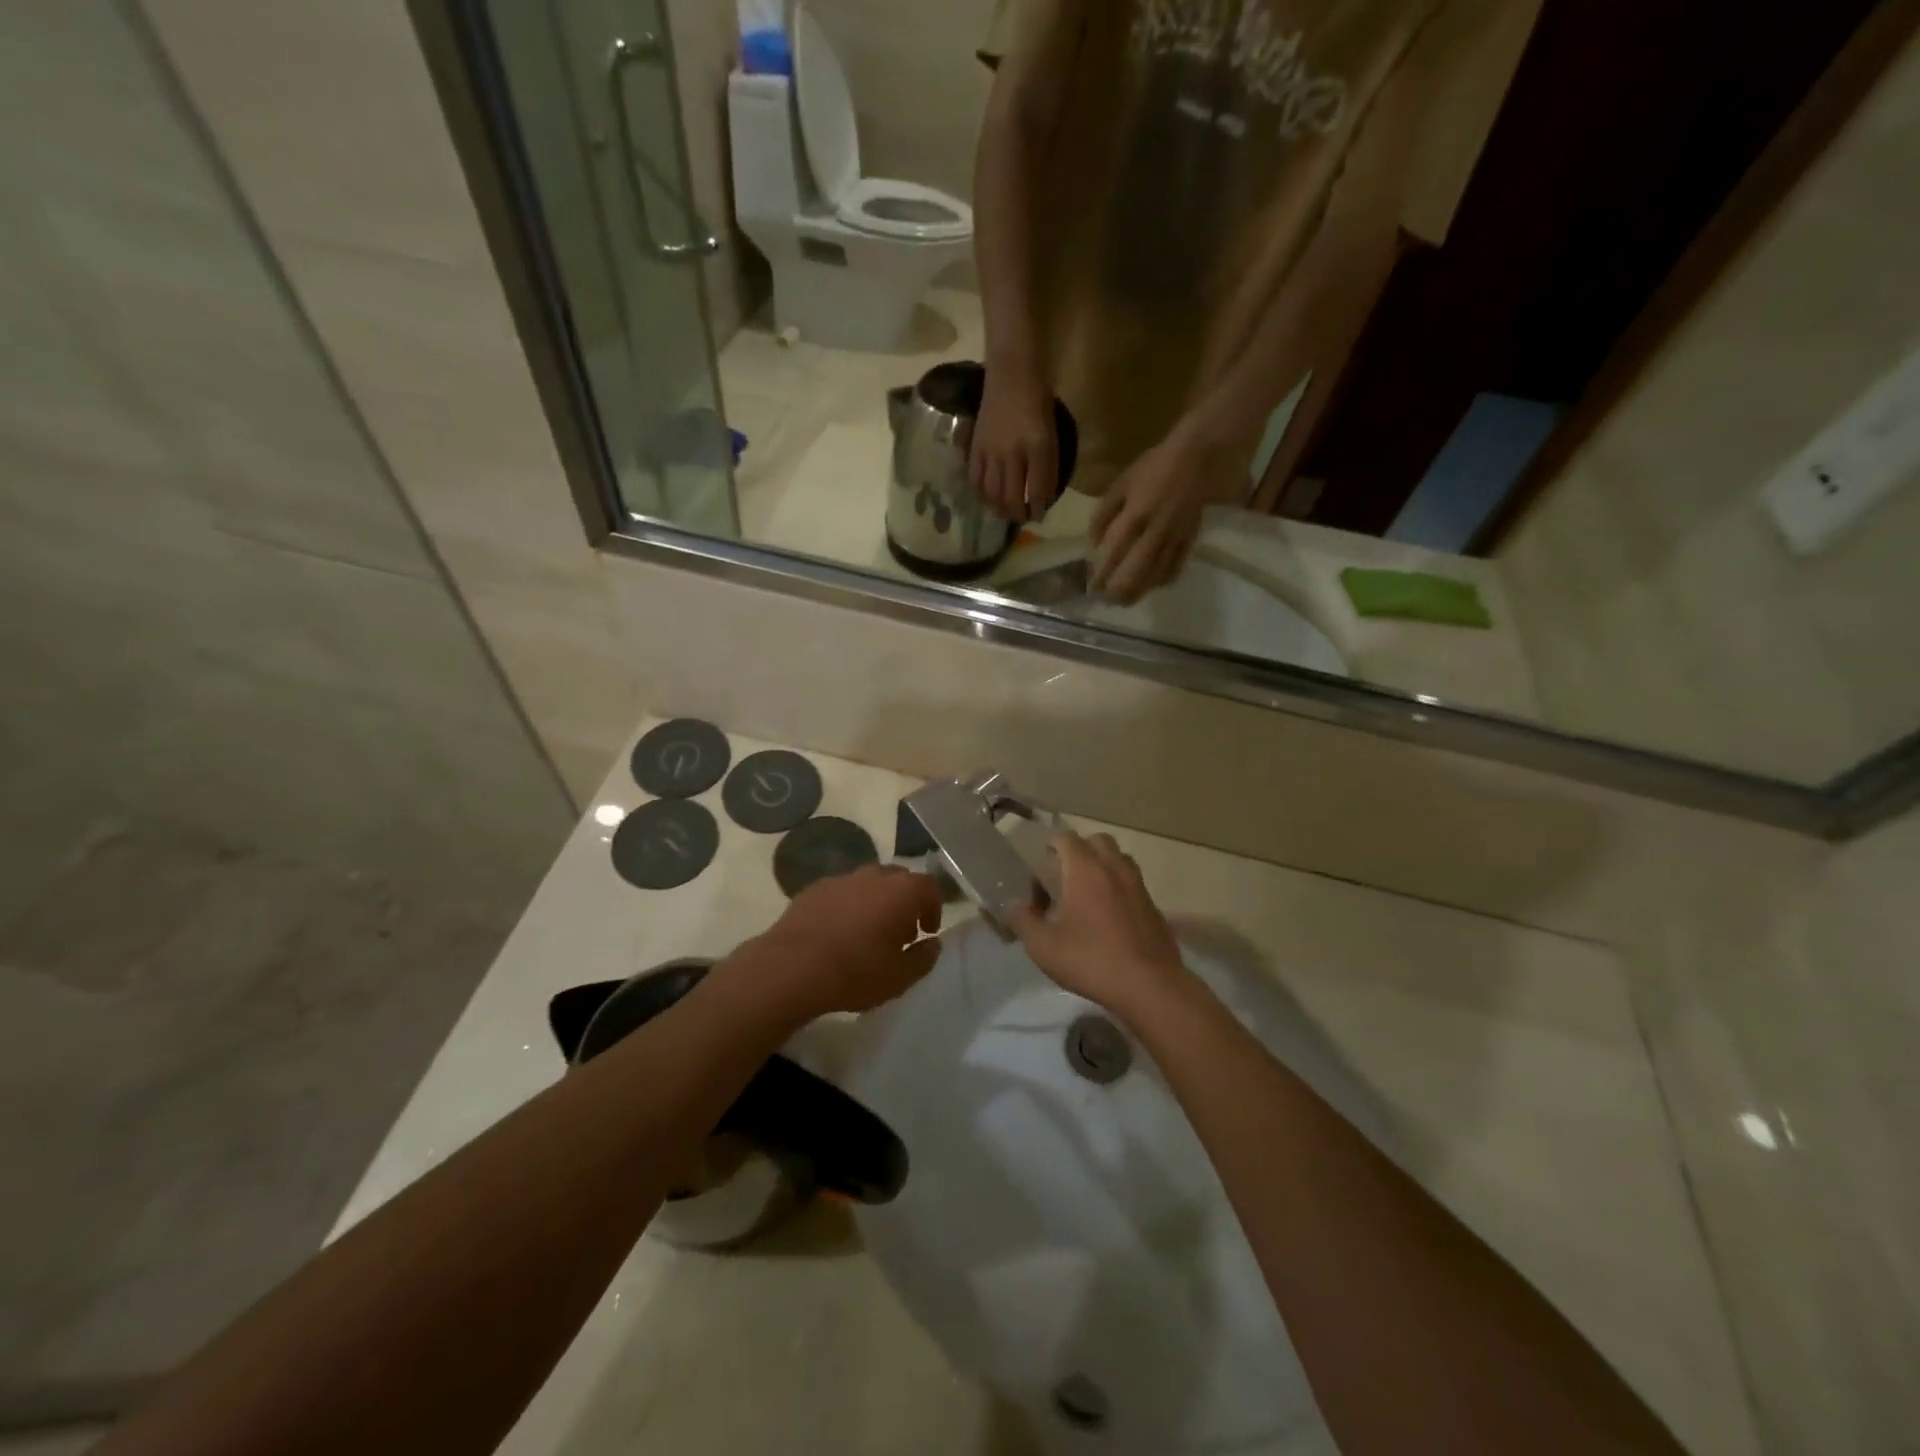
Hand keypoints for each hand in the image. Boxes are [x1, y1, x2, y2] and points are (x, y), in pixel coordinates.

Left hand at [747, 865, 943, 1021]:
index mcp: (901, 891)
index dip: (934, 907)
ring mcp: (841, 879)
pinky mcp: (814, 888)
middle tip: (901, 933)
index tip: (927, 932)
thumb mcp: (900, 977)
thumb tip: (932, 943)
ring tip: (868, 933)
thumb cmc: (855, 972)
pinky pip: (842, 892)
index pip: (930, 886)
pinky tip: (838, 932)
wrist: (791, 968)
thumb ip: (924, 958)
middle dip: (905, 902)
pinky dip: (848, 906)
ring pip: (869, 883)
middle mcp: (874, 875)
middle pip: (899, 879)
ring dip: (876, 902)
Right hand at [969, 370, 1057, 523]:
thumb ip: (1048, 466)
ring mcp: (990, 451)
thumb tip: (1043, 496)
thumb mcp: (1052, 434)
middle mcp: (1012, 453)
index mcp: (1038, 447)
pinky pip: (975, 479)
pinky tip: (986, 497)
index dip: (1038, 509)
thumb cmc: (1038, 400)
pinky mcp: (975, 446)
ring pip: (992, 493)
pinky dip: (981, 493)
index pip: (1037, 490)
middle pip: (1011, 497)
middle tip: (1021, 517)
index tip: (1039, 516)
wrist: (1012, 373)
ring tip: (1004, 511)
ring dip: (999, 508)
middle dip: (1017, 514)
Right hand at [1010, 832, 1187, 1018]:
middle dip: (1080, 850)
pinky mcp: (1154, 908)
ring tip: (1086, 894)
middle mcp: (1114, 868)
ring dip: (1102, 867)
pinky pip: (1133, 885)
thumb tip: (1013, 905)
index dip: (1051, 845)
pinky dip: (1119, 890)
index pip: (1066, 838)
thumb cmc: (1090, 960)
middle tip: (1064, 876)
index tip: (1041, 862)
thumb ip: (1022, 920)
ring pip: (1119, 860)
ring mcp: (1138, 886)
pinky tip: (1109, 918)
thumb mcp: (1043, 945)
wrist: (1149, 986)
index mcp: (1085, 869)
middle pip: (1097, 841)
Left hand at [1089, 428, 1241, 604]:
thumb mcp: (1121, 484)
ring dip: (1140, 591)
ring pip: (1156, 574)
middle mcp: (1155, 531)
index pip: (1114, 554)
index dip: (1102, 575)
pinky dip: (1164, 580)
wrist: (1198, 456)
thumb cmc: (1154, 466)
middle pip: (1135, 572)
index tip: (1092, 588)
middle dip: (1120, 591)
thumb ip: (1104, 514)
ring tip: (1126, 601)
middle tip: (1108, 600)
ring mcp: (1175, 537)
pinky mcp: (1191, 538)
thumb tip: (1093, 544)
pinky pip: (1177, 566)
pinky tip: (1154, 586)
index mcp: (1134, 516)